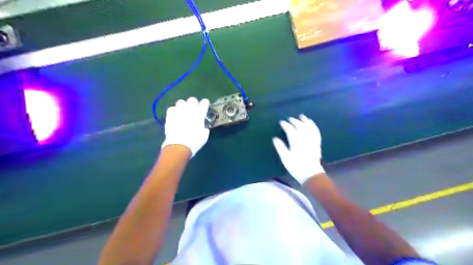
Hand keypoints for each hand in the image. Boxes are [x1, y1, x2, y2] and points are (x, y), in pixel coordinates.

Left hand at [162, 98, 208, 158]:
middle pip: (192, 99)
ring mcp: (178, 111)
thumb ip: (204, 127)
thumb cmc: (194, 142)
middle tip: (194, 110)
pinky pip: (172, 108)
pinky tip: (175, 116)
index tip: (205, 107)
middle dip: (194, 103)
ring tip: (183, 112)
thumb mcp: (205, 135)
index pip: (204, 102)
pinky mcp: (170, 115)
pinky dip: (174, 111)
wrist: (179, 146)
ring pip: (181, 102)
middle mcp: (189, 109)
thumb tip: (203, 126)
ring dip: (183, 106)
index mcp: (200, 113)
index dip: (205, 104)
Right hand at [272, 114, 323, 183]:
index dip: (285, 125)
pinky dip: (313, 125)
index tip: (281, 122)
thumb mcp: (285, 159)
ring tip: (301, 116)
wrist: (311, 174)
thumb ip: (280, 148)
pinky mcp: (317, 143)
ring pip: (309, 127)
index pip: (290, 130)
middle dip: (294, 121)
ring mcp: (312, 140)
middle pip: (300, 126)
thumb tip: (275, 138)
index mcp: (296, 142)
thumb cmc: (296, 167)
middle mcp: (305, 139)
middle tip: (289, 119)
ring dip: (304, 121)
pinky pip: (316, 131)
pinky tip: (311, 123)